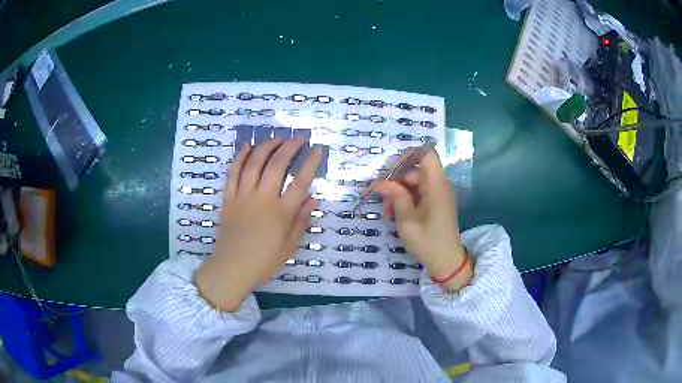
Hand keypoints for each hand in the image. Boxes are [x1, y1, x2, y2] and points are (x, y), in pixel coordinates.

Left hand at [195, 138, 320, 310]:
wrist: (231, 268)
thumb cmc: (263, 261)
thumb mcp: (290, 247)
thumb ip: (301, 221)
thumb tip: (313, 199)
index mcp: (281, 212)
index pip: (301, 181)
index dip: (311, 163)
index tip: (317, 150)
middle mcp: (263, 198)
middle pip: (278, 164)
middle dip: (290, 147)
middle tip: (299, 138)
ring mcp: (243, 196)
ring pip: (255, 163)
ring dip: (267, 146)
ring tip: (277, 138)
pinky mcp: (228, 198)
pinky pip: (233, 172)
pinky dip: (240, 157)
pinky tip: (247, 146)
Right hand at [374, 150, 471, 291]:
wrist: (447, 261)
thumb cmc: (428, 241)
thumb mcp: (406, 220)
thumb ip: (395, 196)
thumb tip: (380, 182)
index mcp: (436, 185)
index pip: (426, 153)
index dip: (407, 154)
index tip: (389, 169)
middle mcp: (439, 185)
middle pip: (415, 170)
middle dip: (395, 181)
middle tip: (379, 197)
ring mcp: (438, 194)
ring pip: (414, 183)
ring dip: (397, 193)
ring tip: (385, 212)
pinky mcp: (436, 203)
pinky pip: (419, 193)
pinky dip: (405, 200)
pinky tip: (394, 214)